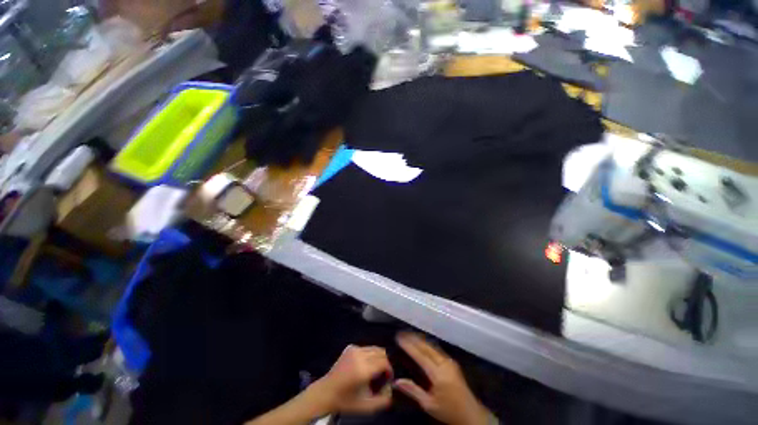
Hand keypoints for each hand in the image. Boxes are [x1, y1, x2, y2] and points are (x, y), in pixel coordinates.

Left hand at [309, 345, 393, 414]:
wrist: (325, 392)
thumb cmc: (345, 401)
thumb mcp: (365, 406)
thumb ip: (382, 401)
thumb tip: (392, 391)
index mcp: (363, 370)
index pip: (384, 362)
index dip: (389, 369)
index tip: (388, 378)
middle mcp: (359, 356)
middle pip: (381, 352)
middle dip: (385, 362)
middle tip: (382, 374)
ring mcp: (354, 349)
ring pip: (374, 348)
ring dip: (378, 358)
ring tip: (374, 370)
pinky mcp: (350, 347)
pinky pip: (366, 348)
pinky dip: (369, 355)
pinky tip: (364, 366)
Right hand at [395, 333, 493, 424]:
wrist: (471, 414)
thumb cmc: (449, 411)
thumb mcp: (429, 405)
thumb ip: (413, 391)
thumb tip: (396, 381)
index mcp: (438, 374)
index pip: (420, 355)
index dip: (409, 346)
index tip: (399, 338)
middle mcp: (444, 363)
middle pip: (427, 347)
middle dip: (414, 339)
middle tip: (402, 333)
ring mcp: (450, 361)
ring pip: (432, 346)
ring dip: (420, 340)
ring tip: (409, 335)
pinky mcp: (452, 363)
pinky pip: (436, 349)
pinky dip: (427, 344)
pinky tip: (422, 343)